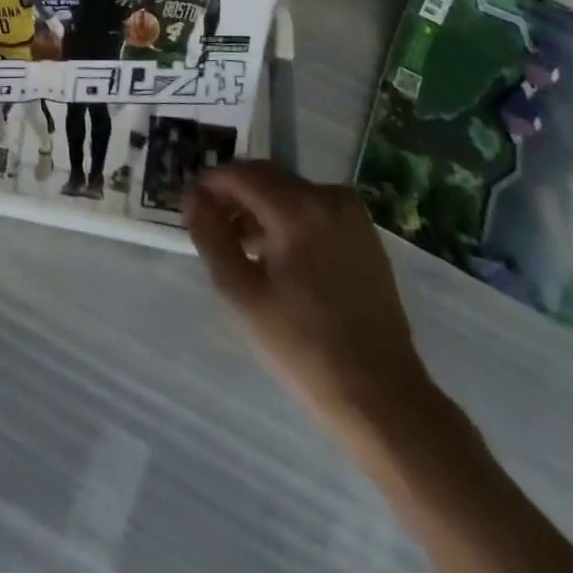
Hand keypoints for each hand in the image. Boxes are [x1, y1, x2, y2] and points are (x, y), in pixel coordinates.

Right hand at [186, 161, 434, 431]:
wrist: (383, 398)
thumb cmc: (304, 347)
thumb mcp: (241, 293)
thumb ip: (211, 236)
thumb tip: (192, 196)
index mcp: (296, 208)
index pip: (237, 174)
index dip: (207, 186)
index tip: (189, 211)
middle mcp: (327, 196)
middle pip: (264, 176)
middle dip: (233, 194)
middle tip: (211, 229)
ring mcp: (351, 214)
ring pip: (289, 189)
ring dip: (259, 206)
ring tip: (242, 248)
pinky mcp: (365, 234)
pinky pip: (314, 206)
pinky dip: (288, 216)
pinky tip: (278, 256)